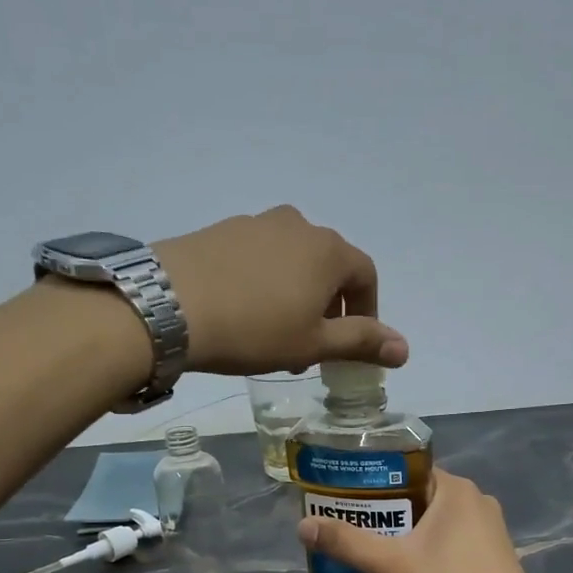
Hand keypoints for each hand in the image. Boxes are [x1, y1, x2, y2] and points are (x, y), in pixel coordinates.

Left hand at [153, 206, 407, 375]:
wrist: (167, 306)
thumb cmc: (254, 329)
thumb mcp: (313, 344)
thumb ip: (362, 343)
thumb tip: (405, 349)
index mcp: (328, 250)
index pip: (366, 277)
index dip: (367, 313)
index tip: (352, 346)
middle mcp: (298, 225)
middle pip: (329, 267)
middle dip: (329, 308)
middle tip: (312, 349)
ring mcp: (255, 223)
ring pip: (292, 262)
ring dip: (296, 297)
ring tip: (276, 336)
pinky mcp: (220, 230)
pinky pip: (258, 258)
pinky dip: (264, 284)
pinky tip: (243, 314)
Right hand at [298, 469, 539, 572]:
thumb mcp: (391, 565)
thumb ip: (347, 543)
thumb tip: (303, 526)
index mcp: (457, 489)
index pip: (409, 472)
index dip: (378, 484)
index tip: (352, 502)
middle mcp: (479, 500)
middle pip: (423, 496)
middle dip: (392, 512)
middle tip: (359, 529)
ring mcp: (493, 528)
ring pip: (441, 520)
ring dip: (413, 532)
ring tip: (381, 549)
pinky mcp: (499, 554)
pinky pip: (458, 540)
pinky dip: (436, 547)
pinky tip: (416, 569)